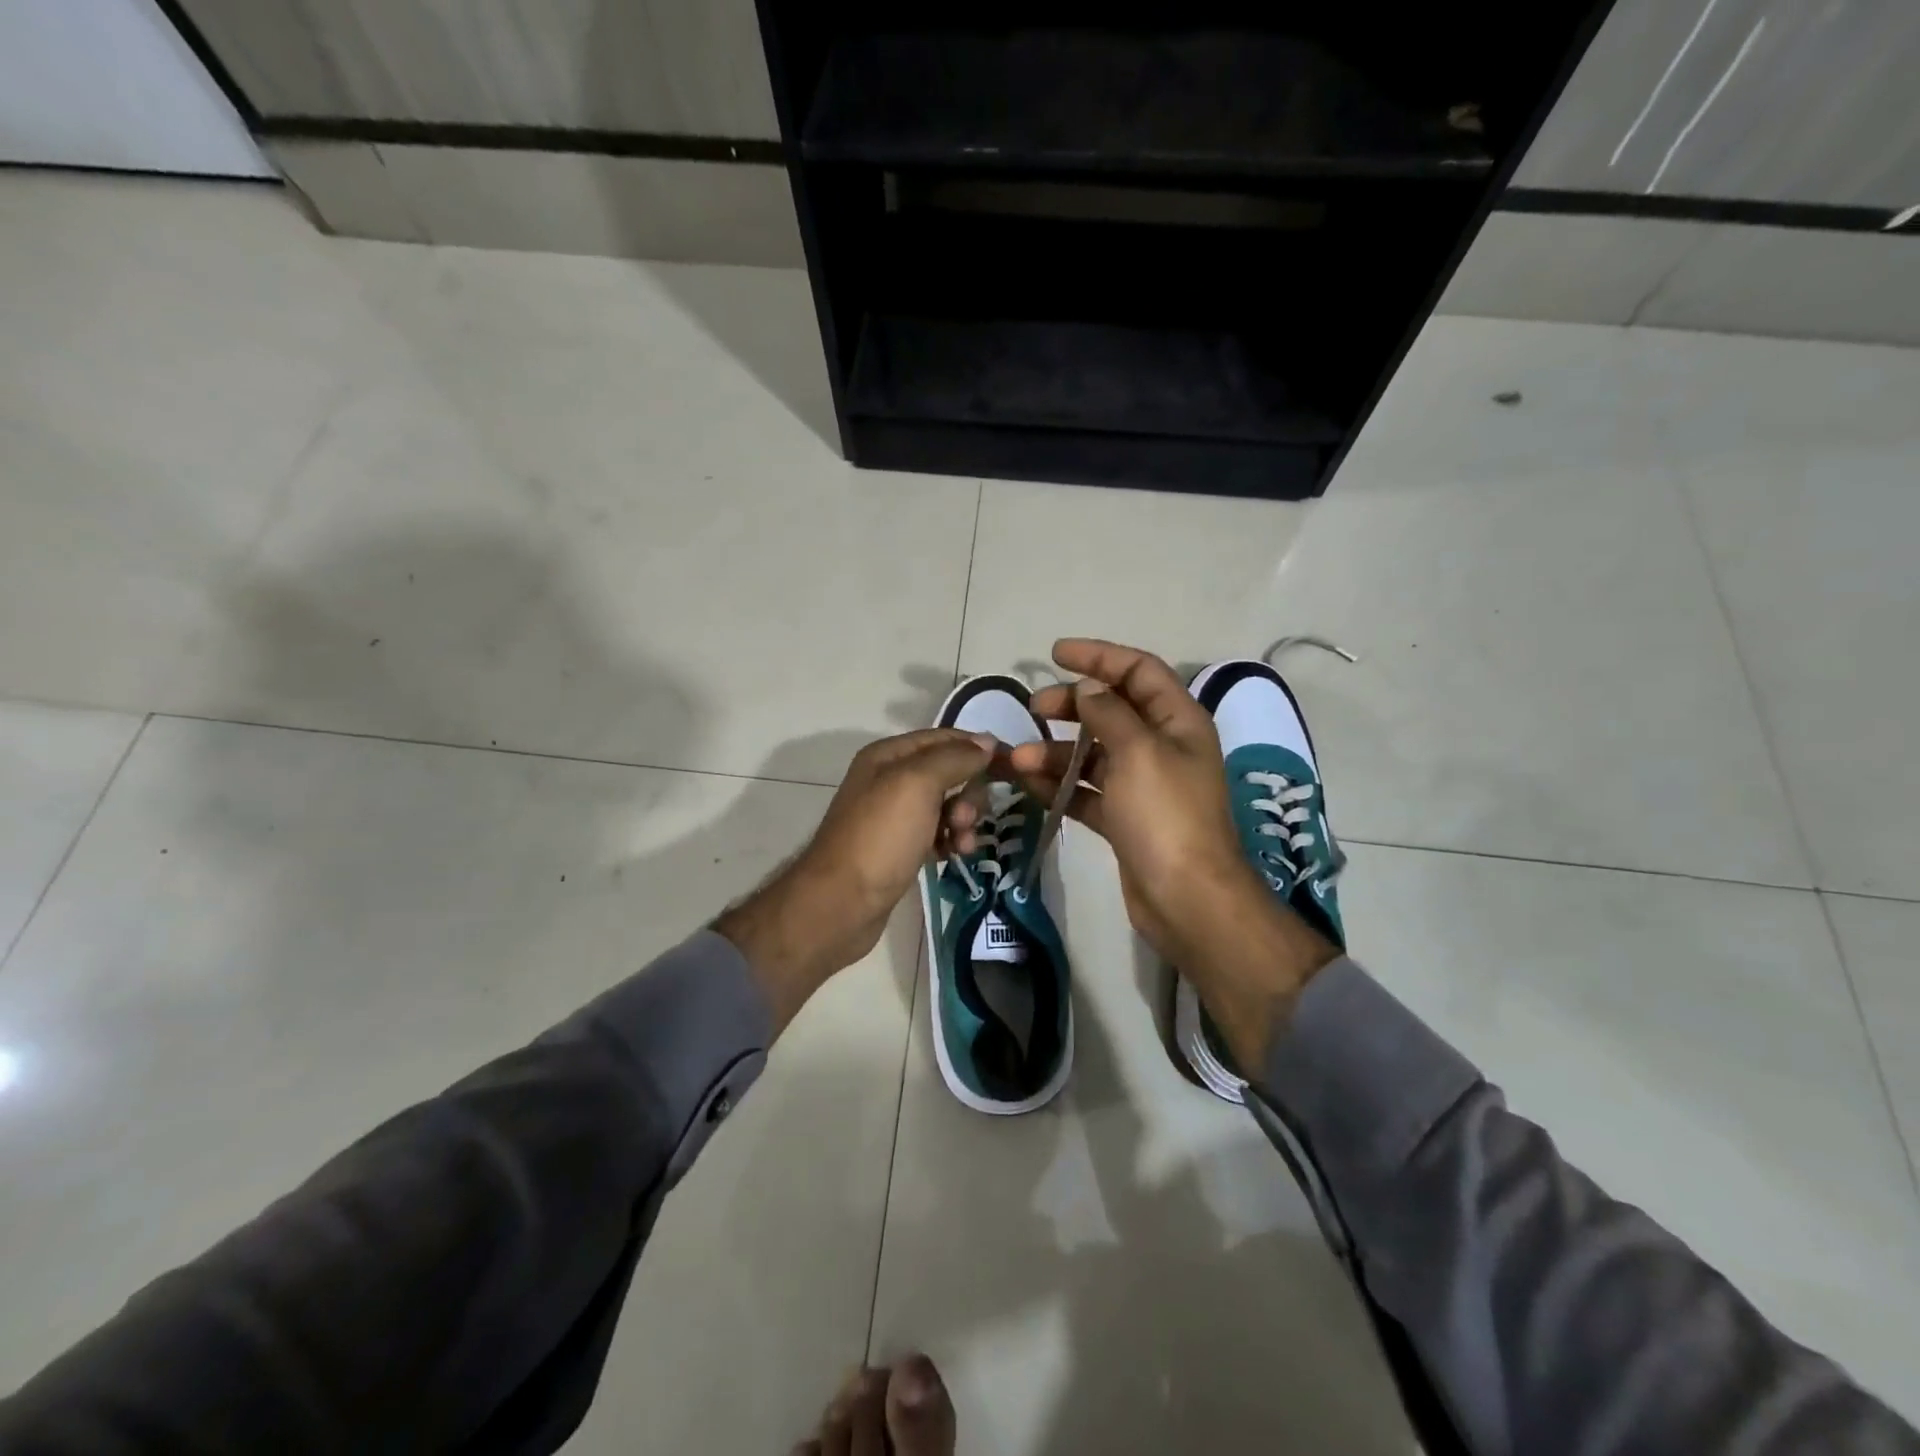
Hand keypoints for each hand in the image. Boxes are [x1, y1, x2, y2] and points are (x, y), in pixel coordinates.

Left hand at [716, 729, 994, 1031]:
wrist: (842, 903)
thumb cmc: (880, 837)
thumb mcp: (918, 784)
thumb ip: (954, 758)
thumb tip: (987, 742)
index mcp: (888, 756)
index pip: (944, 738)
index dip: (977, 747)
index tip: (1012, 765)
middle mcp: (890, 780)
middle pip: (948, 772)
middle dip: (968, 792)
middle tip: (966, 818)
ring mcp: (894, 816)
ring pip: (946, 805)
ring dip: (964, 820)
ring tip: (963, 843)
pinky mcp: (900, 848)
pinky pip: (938, 833)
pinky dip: (952, 840)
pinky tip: (956, 855)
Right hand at [1010, 639, 1338, 1068]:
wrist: (1187, 899)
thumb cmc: (1165, 816)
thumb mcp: (1137, 752)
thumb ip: (1110, 713)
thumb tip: (1089, 687)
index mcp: (1178, 722)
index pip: (1139, 671)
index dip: (1100, 657)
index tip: (1056, 653)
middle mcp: (1163, 748)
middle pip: (1113, 710)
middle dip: (1071, 706)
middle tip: (1034, 708)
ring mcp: (1144, 786)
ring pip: (1094, 754)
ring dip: (1056, 752)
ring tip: (1018, 760)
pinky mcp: (1126, 820)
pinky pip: (1088, 791)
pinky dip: (1061, 786)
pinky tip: (1030, 785)